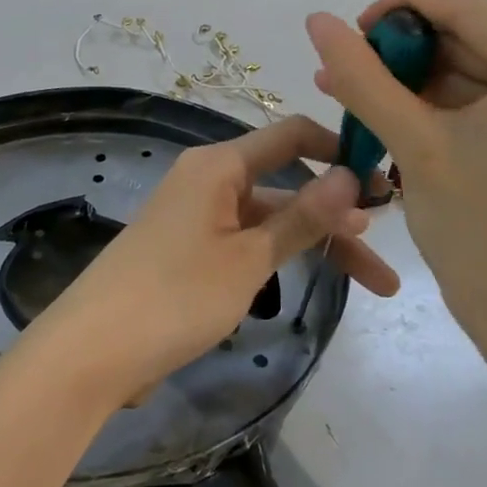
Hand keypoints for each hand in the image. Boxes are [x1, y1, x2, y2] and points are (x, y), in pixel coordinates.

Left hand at [22, 115, 400, 410]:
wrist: (94, 351)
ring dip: (318, 245)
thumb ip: (302, 218)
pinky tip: (316, 281)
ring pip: (271, 222)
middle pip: (287, 186)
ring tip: (376, 284)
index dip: (340, 150)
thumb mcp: (248, 258)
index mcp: (218, 166)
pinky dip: (283, 257)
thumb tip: (353, 177)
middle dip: (340, 216)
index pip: (291, 135)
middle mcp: (209, 181)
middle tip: (392, 246)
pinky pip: (248, 243)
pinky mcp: (191, 254)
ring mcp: (199, 219)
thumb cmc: (175, 295)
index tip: (386, 179)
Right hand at [306, 0, 486, 372]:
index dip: (396, 11)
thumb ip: (361, 76)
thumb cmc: (477, 234)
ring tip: (359, 99)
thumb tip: (316, 20)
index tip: (346, 33)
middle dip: (405, 57)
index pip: (464, 9)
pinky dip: (452, 105)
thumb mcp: (412, 144)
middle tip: (345, 76)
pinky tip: (402, 116)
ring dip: (422, 83)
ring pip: (484, 69)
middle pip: (475, 40)